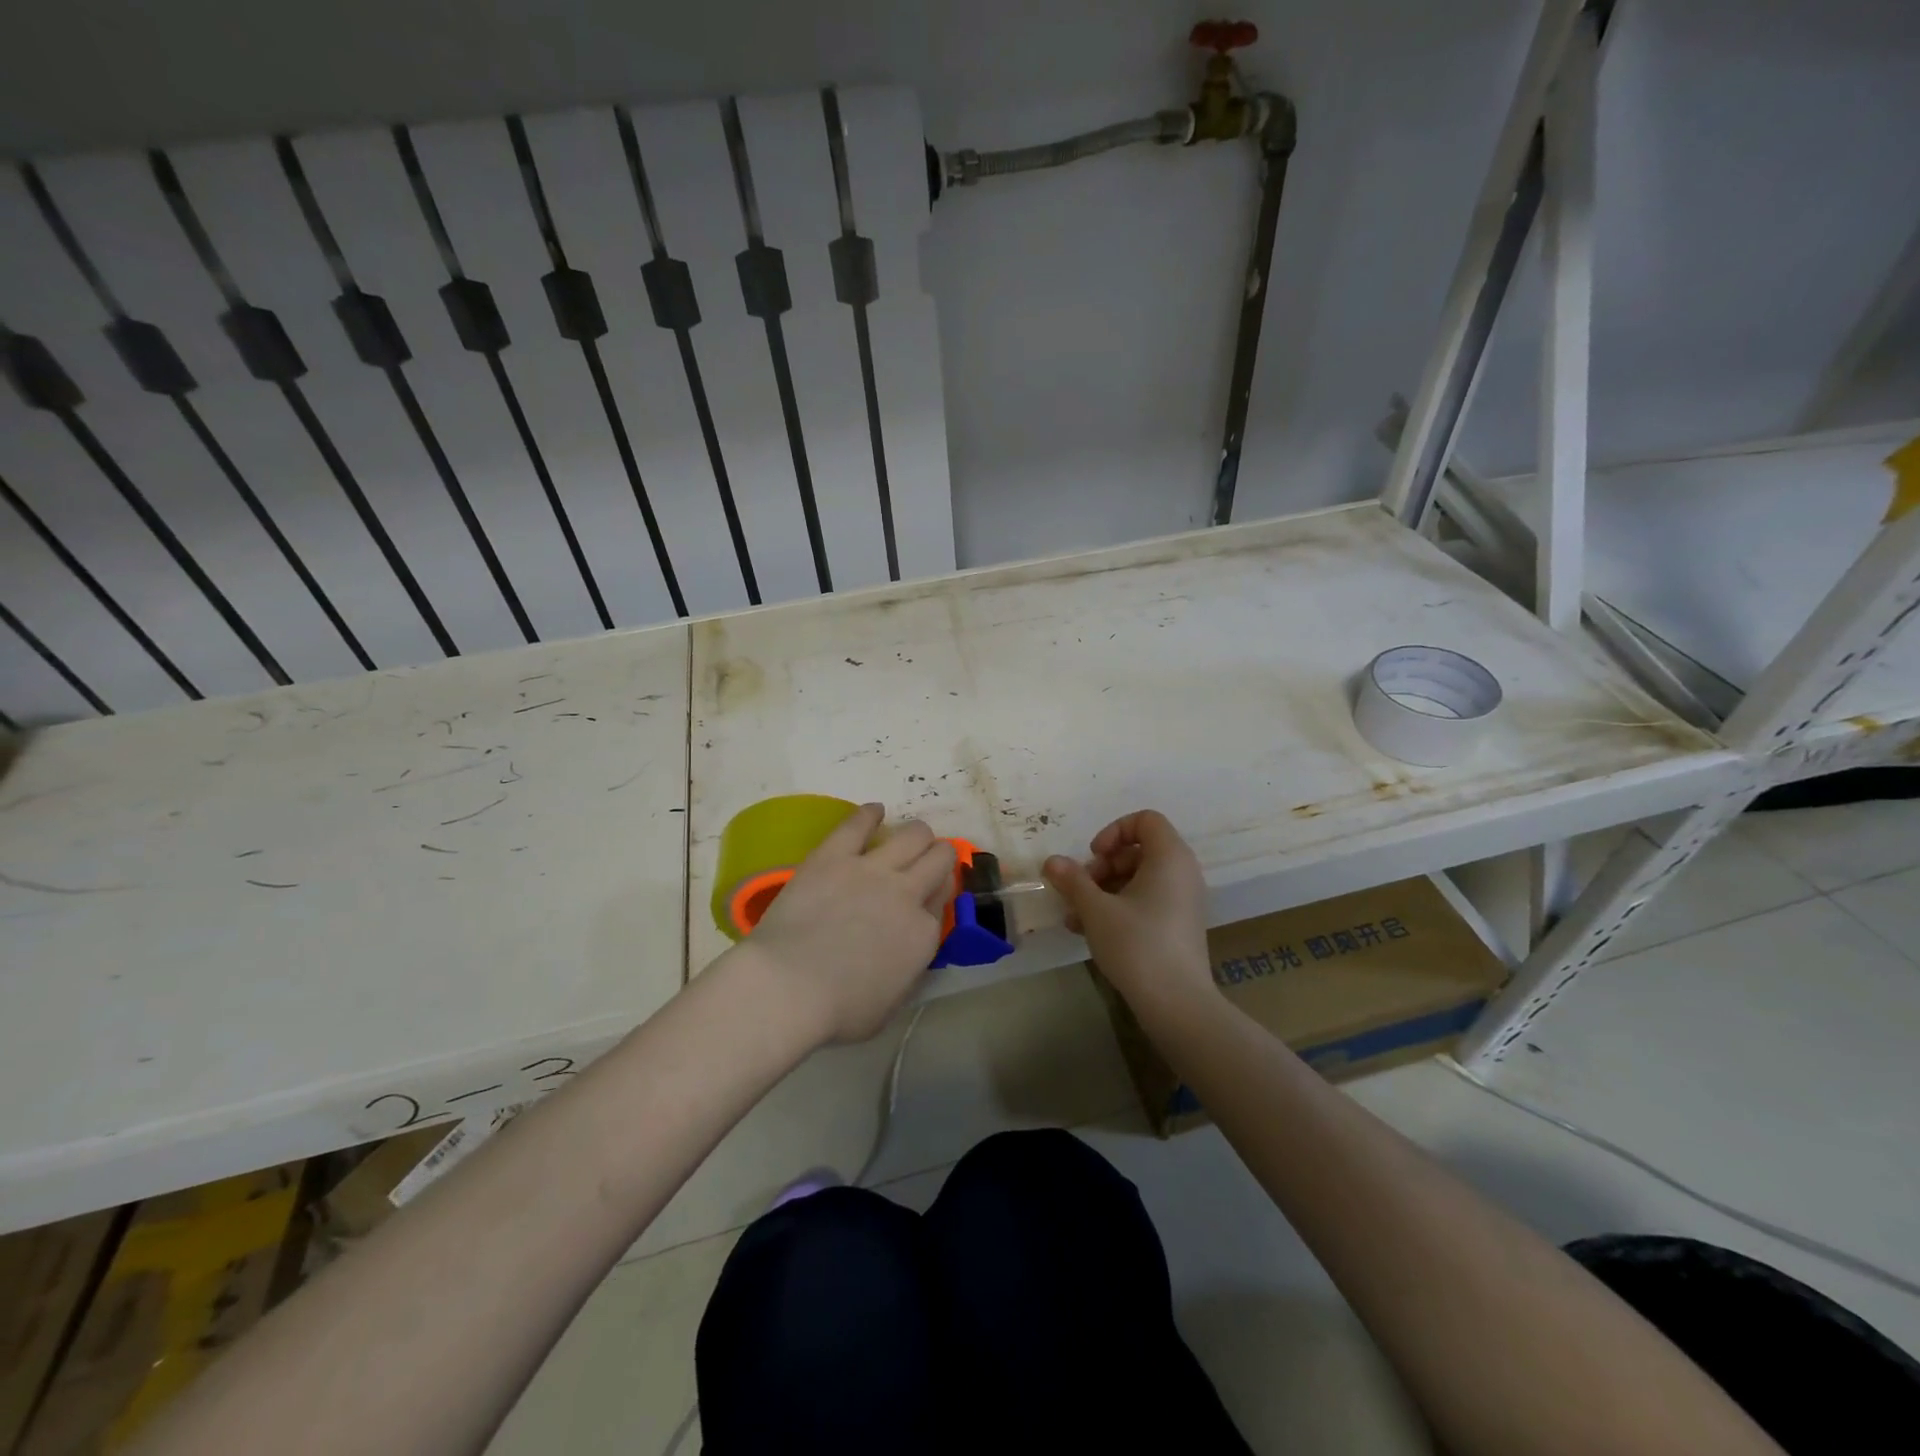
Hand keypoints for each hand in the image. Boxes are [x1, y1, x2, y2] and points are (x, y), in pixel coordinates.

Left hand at [739, 802, 955, 1044]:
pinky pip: (859, 823)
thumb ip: (906, 970)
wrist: (788, 988)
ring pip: (913, 834)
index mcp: (923, 934)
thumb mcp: (890, 1004)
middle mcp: (907, 893)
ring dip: (916, 835)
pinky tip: (874, 812)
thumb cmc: (837, 1011)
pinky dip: (870, 814)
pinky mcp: (835, 855)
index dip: (936, 896)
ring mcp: (872, 869)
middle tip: (926, 863)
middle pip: (939, 858)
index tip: (926, 899)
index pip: (943, 900)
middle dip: (938, 857)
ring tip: (909, 838)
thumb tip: (906, 952)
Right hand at [1044, 810, 1213, 1012]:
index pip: (1145, 820)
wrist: (1177, 1004)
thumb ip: (1072, 881)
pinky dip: (1119, 907)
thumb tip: (1051, 861)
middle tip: (1081, 890)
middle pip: (1138, 850)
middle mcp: (1182, 872)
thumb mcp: (1096, 909)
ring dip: (1103, 890)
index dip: (1114, 831)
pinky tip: (1089, 931)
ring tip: (1076, 916)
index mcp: (1170, 857)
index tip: (1093, 857)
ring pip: (1138, 879)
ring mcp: (1183, 901)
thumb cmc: (1137, 945)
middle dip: (1103, 866)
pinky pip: (1147, 901)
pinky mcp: (1178, 926)